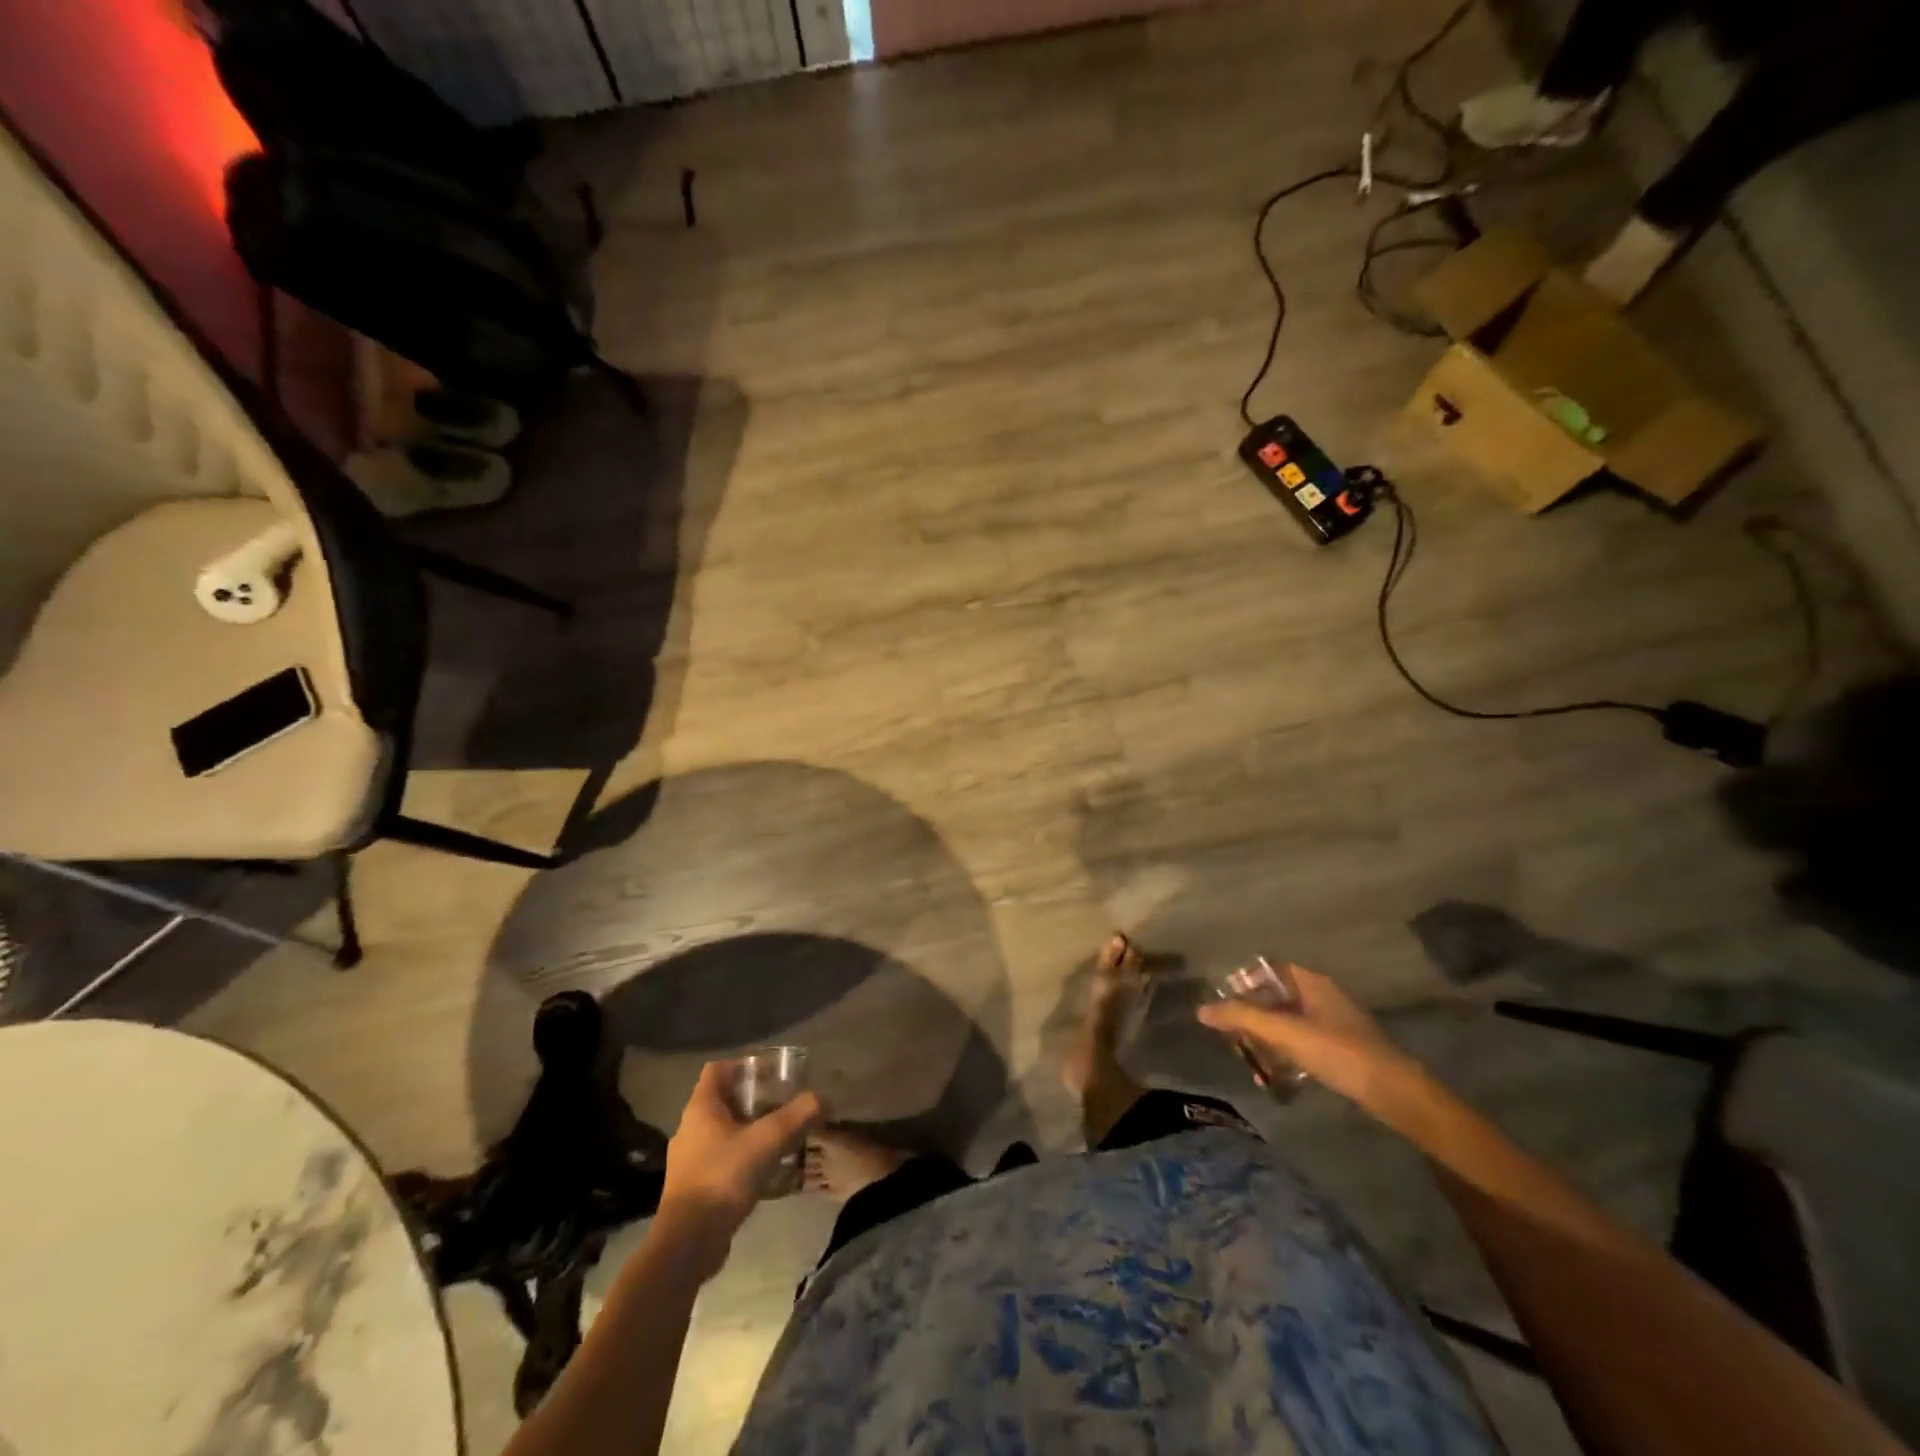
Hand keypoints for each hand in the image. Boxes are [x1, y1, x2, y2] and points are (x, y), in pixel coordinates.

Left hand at [658, 1063, 820, 1262]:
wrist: (687, 1244)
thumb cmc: (723, 1179)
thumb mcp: (766, 1142)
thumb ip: (796, 1116)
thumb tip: (820, 1098)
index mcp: (700, 1108)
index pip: (717, 1069)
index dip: (744, 1065)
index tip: (772, 1073)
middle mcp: (690, 1128)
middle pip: (725, 1100)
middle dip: (755, 1099)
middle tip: (785, 1104)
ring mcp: (690, 1160)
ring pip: (725, 1132)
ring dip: (751, 1129)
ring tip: (782, 1136)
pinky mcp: (695, 1187)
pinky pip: (723, 1159)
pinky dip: (745, 1156)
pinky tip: (768, 1170)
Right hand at [1197, 964, 1421, 1111]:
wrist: (1394, 1092)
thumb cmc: (1337, 1051)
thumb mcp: (1284, 1033)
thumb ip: (1242, 1018)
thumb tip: (1201, 1009)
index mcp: (1312, 982)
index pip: (1270, 968)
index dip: (1245, 980)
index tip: (1225, 1001)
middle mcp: (1324, 996)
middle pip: (1278, 997)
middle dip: (1253, 1015)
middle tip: (1232, 1035)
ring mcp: (1336, 1024)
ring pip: (1290, 1023)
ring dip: (1267, 1038)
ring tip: (1248, 1060)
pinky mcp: (1343, 1050)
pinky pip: (1304, 1043)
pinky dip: (1286, 1054)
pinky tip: (1274, 1075)